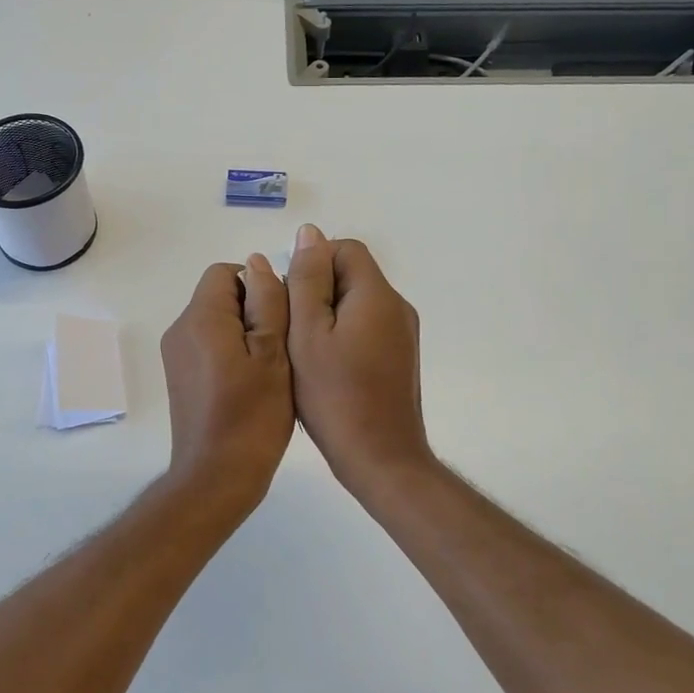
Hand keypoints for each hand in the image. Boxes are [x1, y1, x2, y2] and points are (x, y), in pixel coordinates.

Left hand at [160, 256, 294, 512]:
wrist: (216, 476)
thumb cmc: (252, 415)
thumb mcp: (272, 353)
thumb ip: (267, 302)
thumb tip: (258, 263)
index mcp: (200, 318)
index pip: (226, 273)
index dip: (257, 286)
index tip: (281, 318)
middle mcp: (180, 330)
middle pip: (219, 296)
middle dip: (253, 310)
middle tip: (280, 347)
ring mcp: (176, 355)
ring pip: (216, 322)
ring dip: (245, 334)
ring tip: (271, 368)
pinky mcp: (180, 377)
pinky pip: (208, 346)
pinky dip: (231, 353)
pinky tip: (253, 384)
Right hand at [286, 225, 435, 495]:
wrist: (381, 458)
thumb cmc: (335, 395)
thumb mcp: (307, 333)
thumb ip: (307, 279)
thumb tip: (310, 234)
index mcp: (377, 295)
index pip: (345, 249)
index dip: (312, 262)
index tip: (290, 298)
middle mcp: (397, 307)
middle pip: (352, 274)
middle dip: (317, 290)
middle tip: (292, 328)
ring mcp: (402, 333)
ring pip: (357, 302)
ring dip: (327, 315)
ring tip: (304, 350)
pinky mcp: (399, 357)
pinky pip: (366, 326)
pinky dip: (342, 334)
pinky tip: (325, 367)